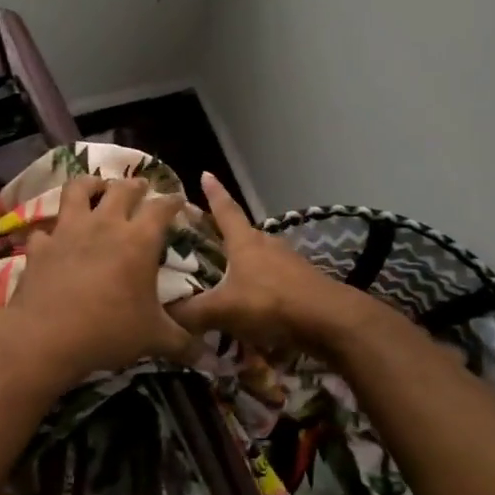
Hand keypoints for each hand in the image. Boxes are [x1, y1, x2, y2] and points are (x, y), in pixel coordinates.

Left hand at [0, 174, 195, 385]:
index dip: (172, 201)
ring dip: (90, 184)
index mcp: (139, 240)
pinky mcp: (40, 246)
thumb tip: (209, 358)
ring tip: (96, 187)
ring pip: (78, 190)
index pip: (161, 208)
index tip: (178, 200)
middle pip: (122, 189)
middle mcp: (105, 225)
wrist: (47, 337)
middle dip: (135, 185)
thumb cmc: (109, 331)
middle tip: (140, 187)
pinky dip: (52, 231)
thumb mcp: (154, 339)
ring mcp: (68, 231)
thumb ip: (183, 343)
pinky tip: (54, 238)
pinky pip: (46, 229)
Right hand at [167, 174, 372, 355]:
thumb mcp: (224, 310)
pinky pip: (273, 280)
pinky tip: (252, 304)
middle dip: (224, 235)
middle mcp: (267, 245)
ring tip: (225, 276)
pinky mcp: (302, 284)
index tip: (206, 174)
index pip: (225, 210)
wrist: (330, 321)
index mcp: (245, 242)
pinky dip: (259, 287)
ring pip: (259, 257)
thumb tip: (163, 314)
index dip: (214, 193)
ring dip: (243, 264)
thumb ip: (191, 313)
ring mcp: (289, 263)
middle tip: (204, 239)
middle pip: (242, 234)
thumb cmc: (272, 303)